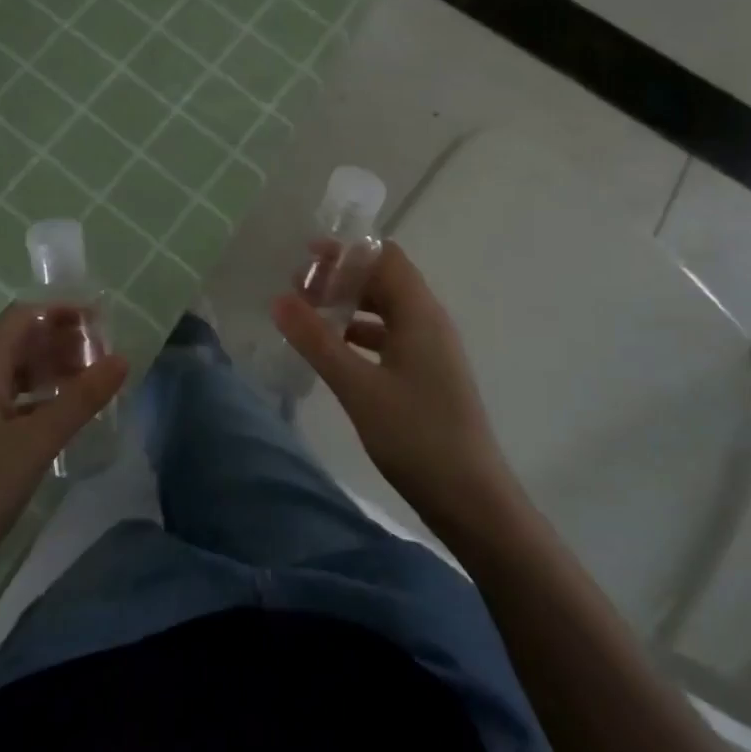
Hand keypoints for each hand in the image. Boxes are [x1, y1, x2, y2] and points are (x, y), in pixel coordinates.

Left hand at [0, 303, 127, 589]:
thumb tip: (121, 358)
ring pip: (21, 373)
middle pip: (23, 342)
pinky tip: (69, 418)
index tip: (101, 322)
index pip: (23, 317)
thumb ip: (80, 399)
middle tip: (105, 356)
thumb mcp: (36, 441)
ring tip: (95, 383)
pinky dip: (47, 399)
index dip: (61, 311)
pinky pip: (19, 402)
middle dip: (64, 340)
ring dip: (57, 369)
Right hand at [273, 243, 520, 534]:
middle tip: (297, 290)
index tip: (306, 257)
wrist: (472, 500)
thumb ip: (317, 341)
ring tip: (308, 317)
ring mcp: (431, 350)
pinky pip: (390, 338)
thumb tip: (279, 299)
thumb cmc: (416, 435)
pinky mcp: (428, 376)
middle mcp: (429, 322)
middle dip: (342, 278)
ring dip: (350, 307)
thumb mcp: (358, 387)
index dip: (347, 251)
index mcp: (419, 313)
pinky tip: (333, 352)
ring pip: (386, 311)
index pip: (385, 256)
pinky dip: (360, 335)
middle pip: (384, 280)